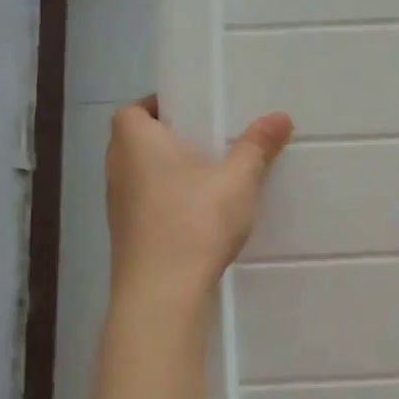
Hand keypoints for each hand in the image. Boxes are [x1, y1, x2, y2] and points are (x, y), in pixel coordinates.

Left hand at [105, 96, 293, 301]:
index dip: (160, 106)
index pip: (134, 109)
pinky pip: (147, 203)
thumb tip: (281, 115)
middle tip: (210, 140)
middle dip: (171, 139)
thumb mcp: (238, 179)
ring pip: (143, 174)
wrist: (162, 292)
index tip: (194, 112)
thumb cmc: (195, 221)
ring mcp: (118, 205)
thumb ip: (257, 145)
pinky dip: (168, 200)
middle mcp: (118, 167)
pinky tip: (200, 213)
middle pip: (138, 141)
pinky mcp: (128, 235)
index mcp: (135, 141)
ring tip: (211, 176)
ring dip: (170, 172)